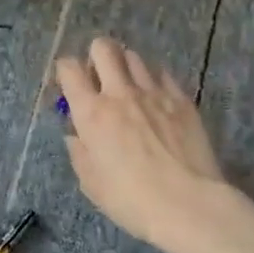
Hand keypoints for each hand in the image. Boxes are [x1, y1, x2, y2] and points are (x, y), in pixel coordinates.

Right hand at [56, 37, 242, 252]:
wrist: (189, 204)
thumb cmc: (132, 200)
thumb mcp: (91, 183)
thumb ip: (79, 153)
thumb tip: (76, 136)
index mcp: (91, 113)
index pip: (69, 69)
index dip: (65, 70)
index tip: (68, 84)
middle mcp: (120, 93)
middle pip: (104, 48)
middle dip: (96, 55)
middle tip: (99, 77)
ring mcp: (154, 93)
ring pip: (134, 57)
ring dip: (125, 66)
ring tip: (128, 86)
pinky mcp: (182, 100)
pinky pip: (163, 74)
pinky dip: (153, 79)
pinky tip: (155, 98)